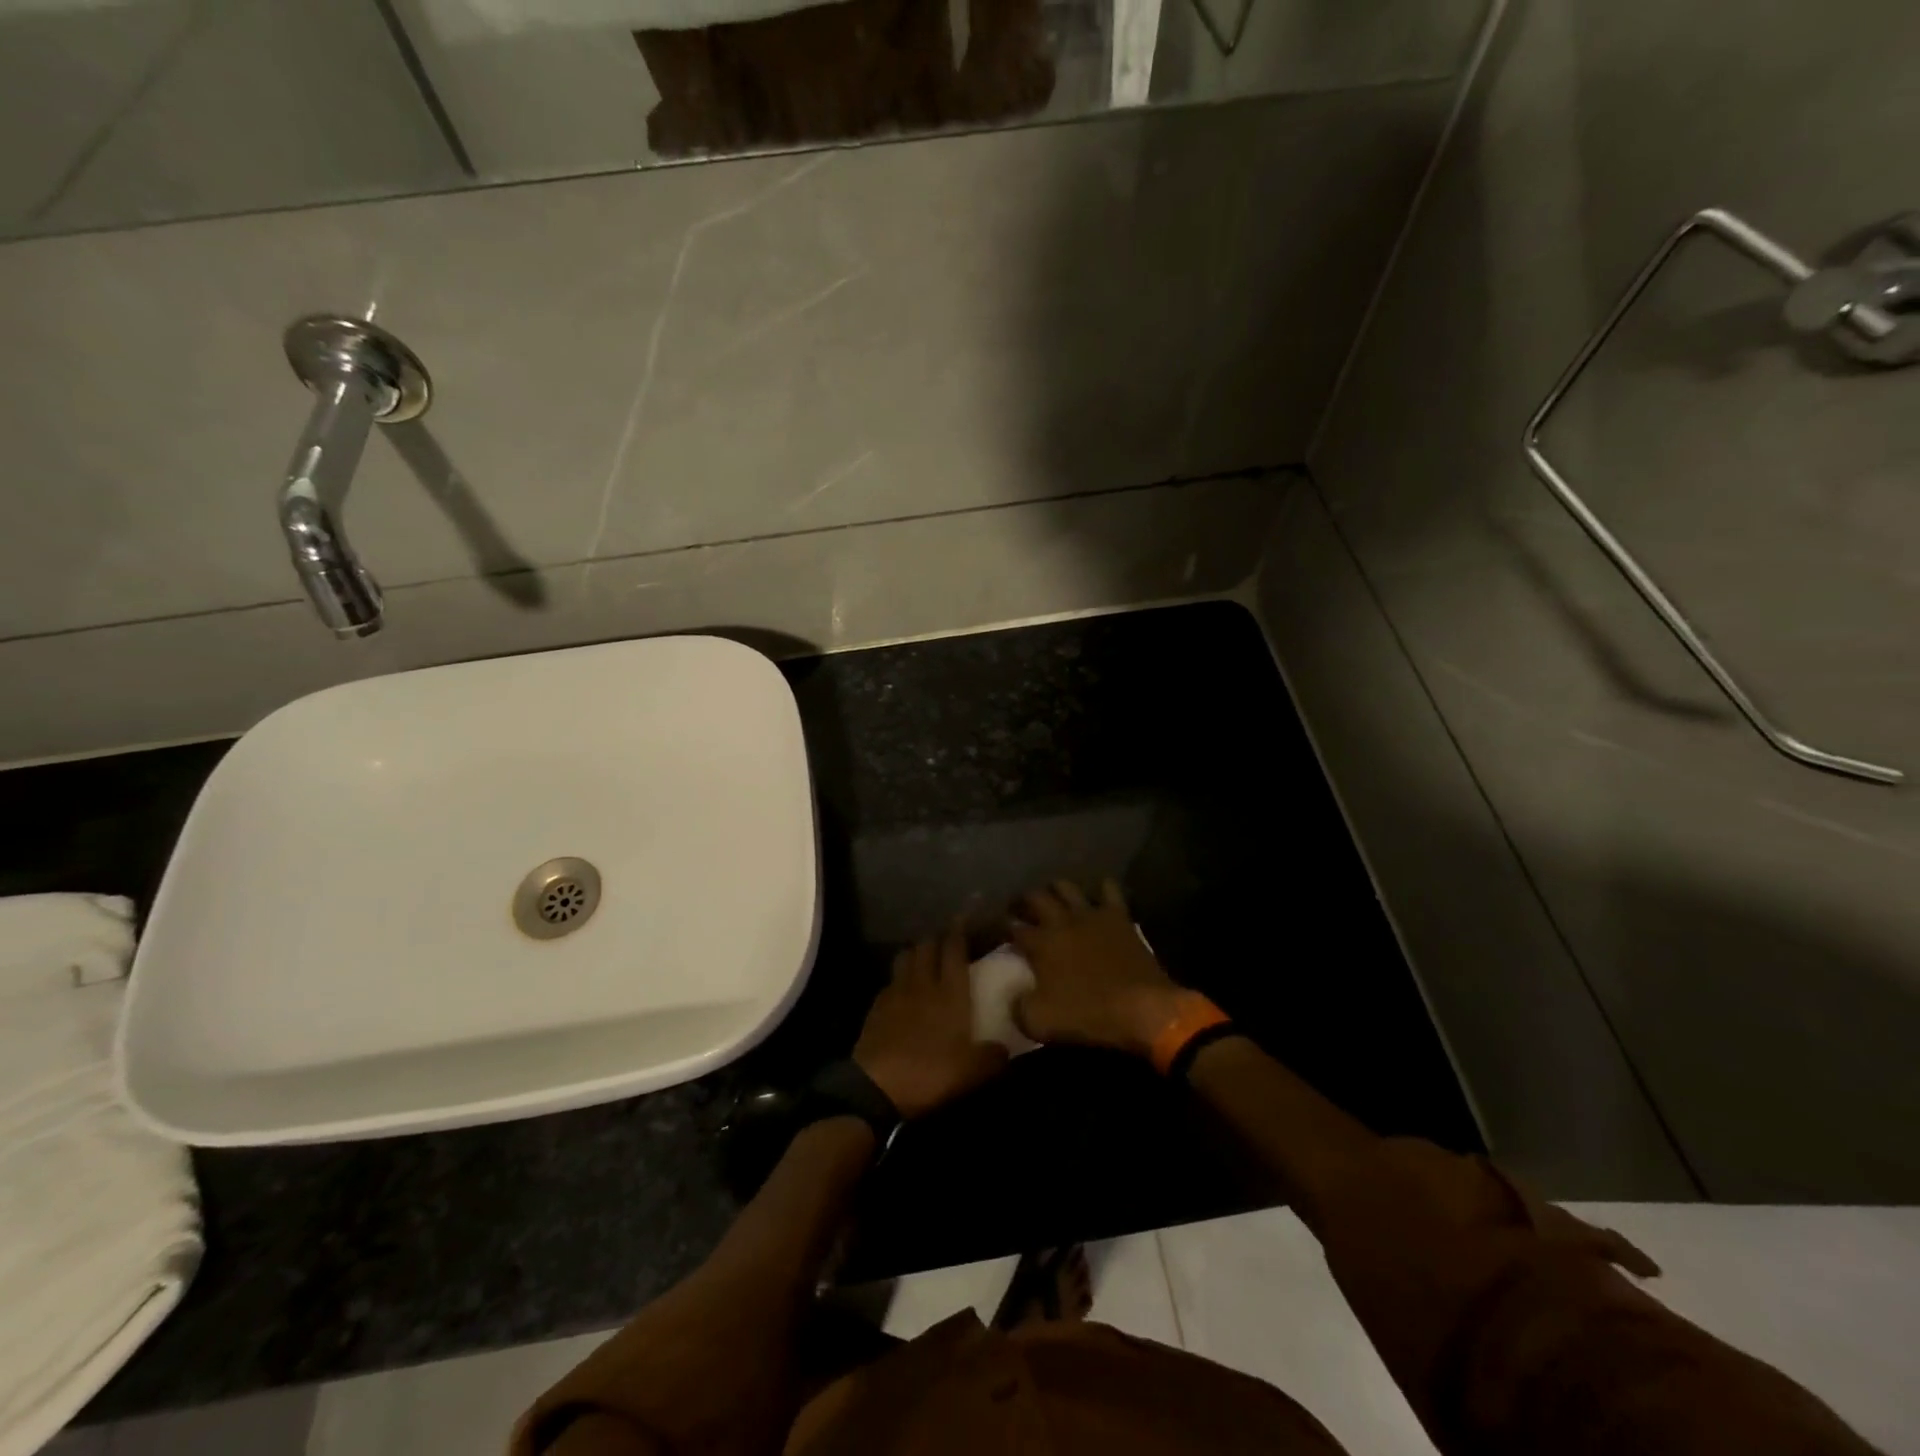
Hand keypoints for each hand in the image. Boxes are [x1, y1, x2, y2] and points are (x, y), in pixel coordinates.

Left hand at [854, 921, 1008, 1119]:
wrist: (877, 1086)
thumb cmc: (930, 1073)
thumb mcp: (972, 1072)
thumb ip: (993, 1057)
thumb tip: (1005, 1049)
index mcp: (950, 993)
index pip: (954, 949)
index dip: (959, 930)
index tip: (964, 917)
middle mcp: (923, 983)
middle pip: (927, 946)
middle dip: (937, 937)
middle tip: (947, 938)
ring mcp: (896, 992)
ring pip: (906, 957)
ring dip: (916, 951)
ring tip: (924, 957)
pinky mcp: (876, 1006)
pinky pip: (891, 980)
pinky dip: (899, 977)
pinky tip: (903, 988)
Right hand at [1008, 879, 1184, 1056]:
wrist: (1141, 1008)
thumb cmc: (1088, 1015)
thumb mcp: (1039, 1023)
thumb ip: (1018, 1007)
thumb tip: (1013, 997)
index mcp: (1040, 944)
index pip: (1012, 927)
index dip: (1002, 926)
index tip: (997, 928)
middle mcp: (1060, 921)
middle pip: (1035, 898)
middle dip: (1023, 900)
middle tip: (1020, 908)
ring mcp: (1090, 915)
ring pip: (1066, 887)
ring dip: (1055, 889)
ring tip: (1053, 897)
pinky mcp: (1118, 916)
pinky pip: (1108, 890)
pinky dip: (1101, 888)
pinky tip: (1098, 893)